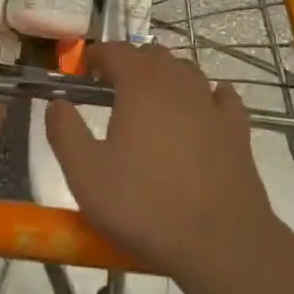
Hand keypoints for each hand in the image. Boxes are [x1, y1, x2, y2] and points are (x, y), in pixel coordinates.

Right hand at [45, 42, 286, 284]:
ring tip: (152, 100)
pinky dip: (208, 95)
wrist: (220, 242)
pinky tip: (204, 107)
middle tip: (112, 87)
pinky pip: (222, 97)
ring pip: (187, 71)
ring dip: (166, 76)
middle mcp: (178, 83)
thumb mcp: (85, 174)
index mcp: (140, 85)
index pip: (117, 50)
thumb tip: (56, 103)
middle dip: (131, 63)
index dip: (98, 55)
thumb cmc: (144, 205)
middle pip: (153, 54)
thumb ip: (64, 132)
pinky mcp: (237, 129)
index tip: (85, 70)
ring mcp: (212, 104)